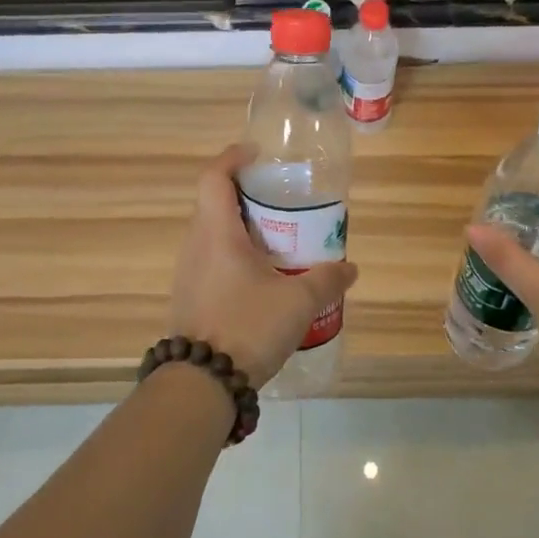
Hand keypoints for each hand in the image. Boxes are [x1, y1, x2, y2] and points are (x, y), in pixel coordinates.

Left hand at [167, 144, 359, 388]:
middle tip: (279, 199)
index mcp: (216, 233)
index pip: (213, 177)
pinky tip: (261, 276)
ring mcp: (188, 272)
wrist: (201, 383)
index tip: (257, 154)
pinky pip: (210, 259)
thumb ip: (327, 280)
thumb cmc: (247, 326)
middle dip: (244, 193)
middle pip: (213, 202)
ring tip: (276, 237)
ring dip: (240, 226)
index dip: (233, 157)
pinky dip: (234, 253)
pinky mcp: (190, 296)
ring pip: (212, 233)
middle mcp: (196, 245)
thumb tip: (350, 268)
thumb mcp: (298, 302)